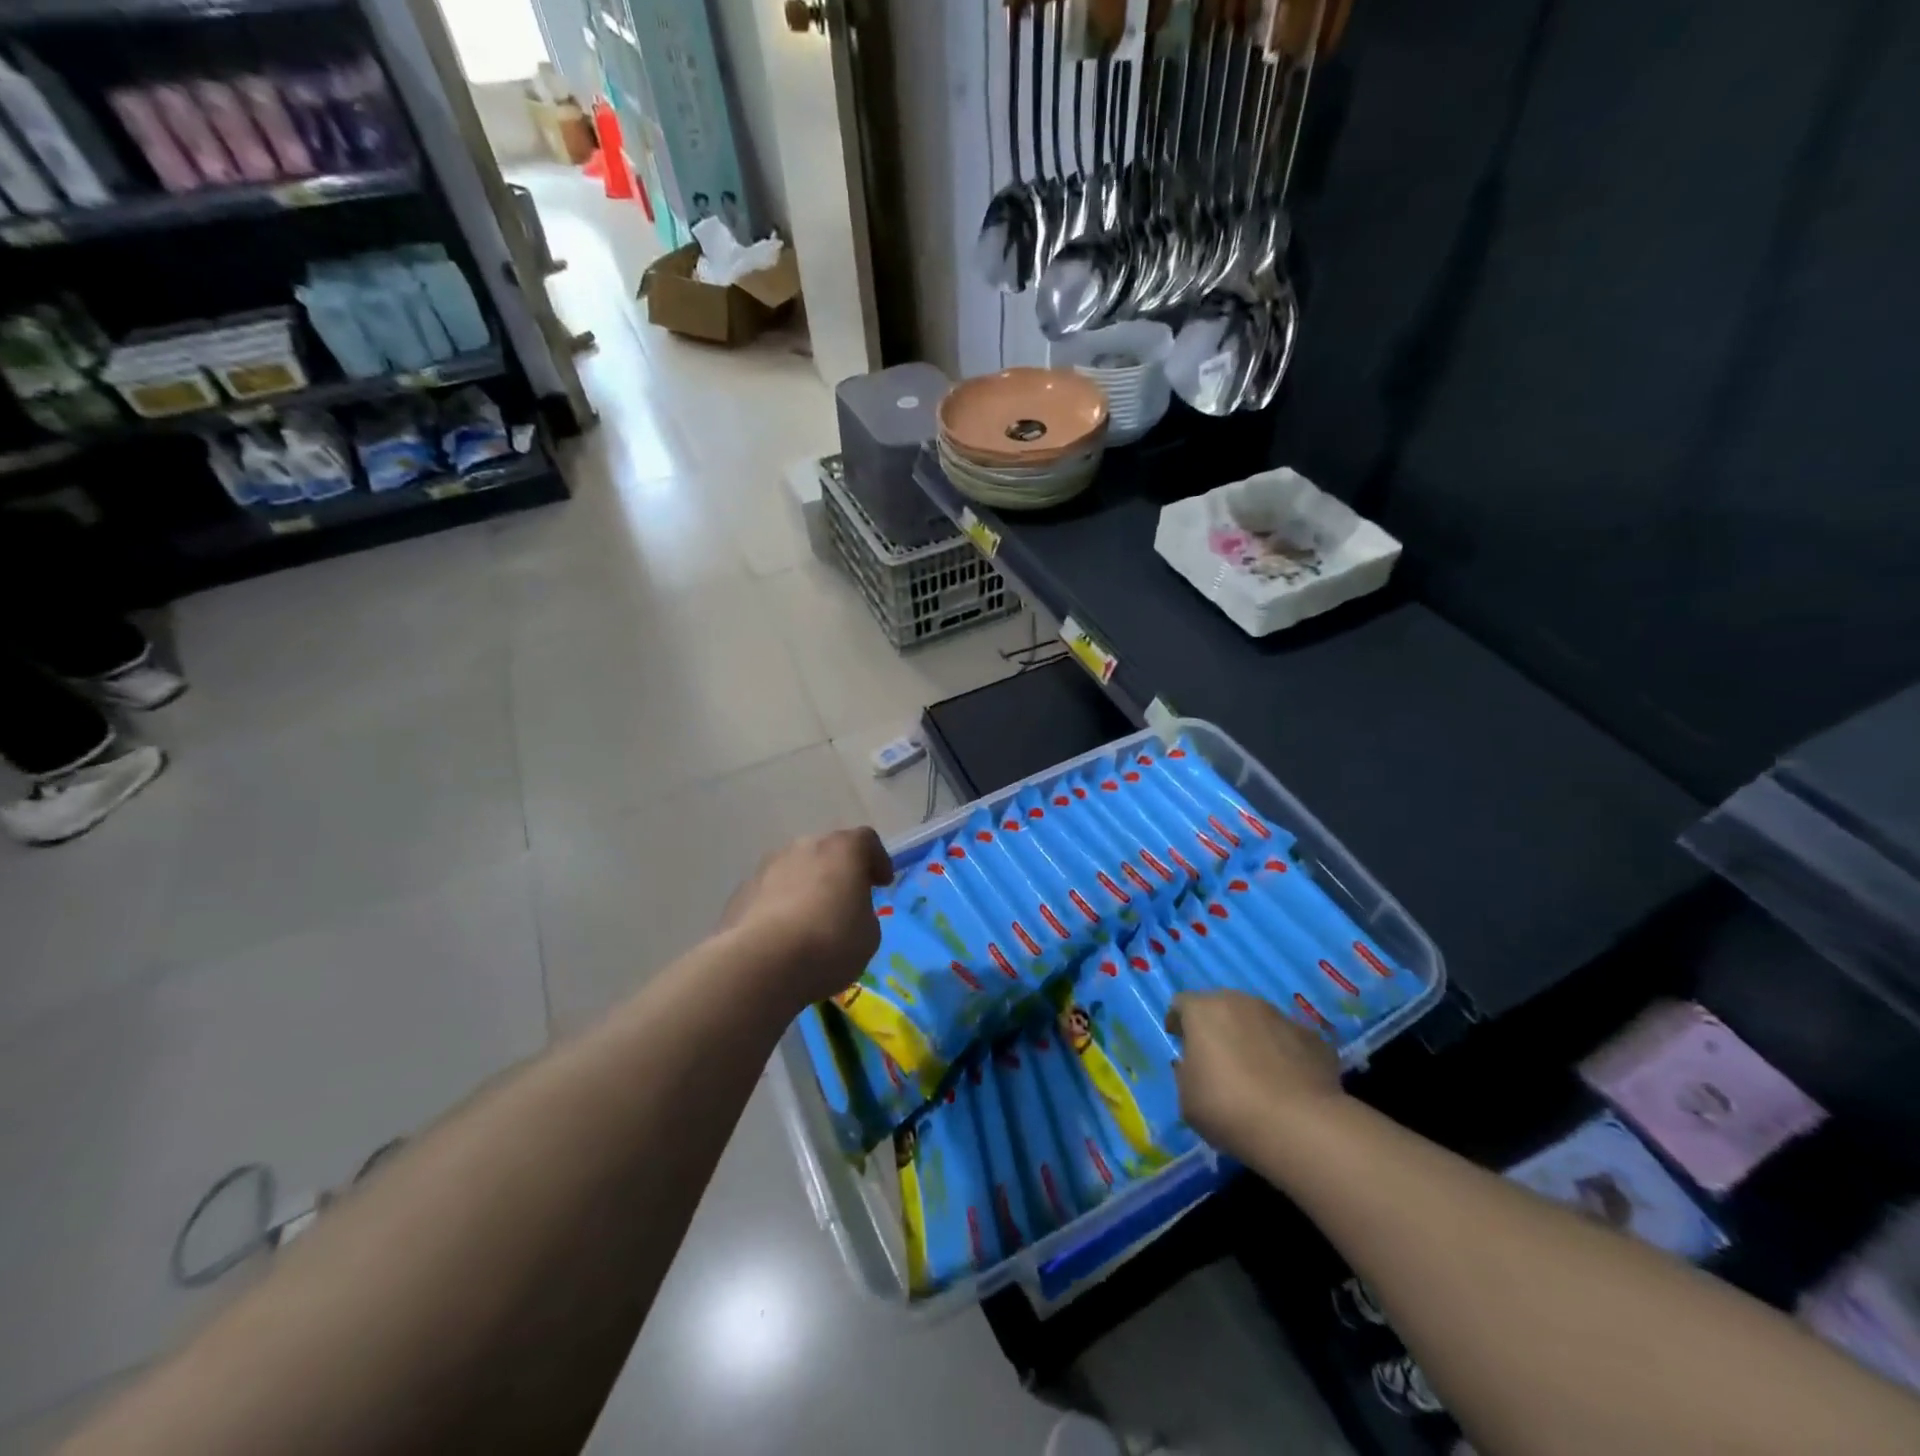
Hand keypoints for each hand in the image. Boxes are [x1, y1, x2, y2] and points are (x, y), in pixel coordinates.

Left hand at [720, 829, 894, 1005]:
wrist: (761, 964)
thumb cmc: (829, 943)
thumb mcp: (869, 934)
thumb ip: (862, 913)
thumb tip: (846, 912)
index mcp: (843, 849)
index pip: (866, 841)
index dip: (877, 860)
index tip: (881, 884)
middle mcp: (804, 847)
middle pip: (827, 852)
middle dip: (837, 873)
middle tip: (845, 902)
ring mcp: (767, 867)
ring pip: (795, 871)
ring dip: (805, 888)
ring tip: (809, 924)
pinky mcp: (741, 892)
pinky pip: (770, 894)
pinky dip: (779, 908)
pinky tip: (781, 938)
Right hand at [1167, 990, 1343, 1156]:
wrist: (1300, 1126)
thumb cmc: (1228, 1107)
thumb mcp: (1187, 1098)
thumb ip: (1186, 1073)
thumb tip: (1195, 1064)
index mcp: (1203, 1010)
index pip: (1181, 1004)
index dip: (1178, 1022)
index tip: (1180, 1043)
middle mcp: (1241, 1002)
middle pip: (1221, 1006)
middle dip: (1216, 1027)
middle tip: (1217, 1059)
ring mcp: (1280, 1016)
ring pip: (1257, 1020)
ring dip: (1251, 1037)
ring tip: (1256, 1073)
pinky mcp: (1313, 1038)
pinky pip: (1288, 1040)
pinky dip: (1283, 1054)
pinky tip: (1287, 1083)